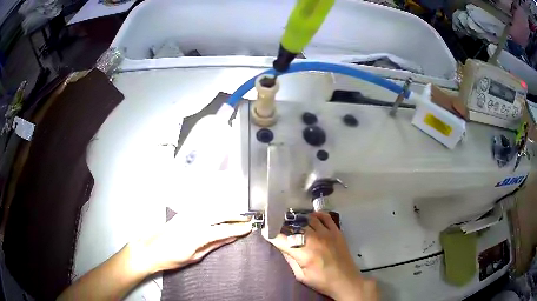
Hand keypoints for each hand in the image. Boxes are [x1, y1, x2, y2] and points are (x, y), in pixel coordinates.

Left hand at [128, 215, 251, 274]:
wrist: (150, 249)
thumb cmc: (171, 258)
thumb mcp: (195, 256)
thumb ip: (214, 245)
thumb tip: (229, 238)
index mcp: (197, 234)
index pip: (224, 229)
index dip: (238, 228)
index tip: (249, 228)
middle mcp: (193, 220)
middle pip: (220, 214)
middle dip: (235, 216)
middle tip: (247, 221)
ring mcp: (187, 215)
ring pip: (212, 209)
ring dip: (226, 211)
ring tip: (236, 217)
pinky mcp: (183, 213)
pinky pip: (203, 208)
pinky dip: (215, 209)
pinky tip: (219, 213)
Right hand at [265, 212, 376, 300]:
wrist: (346, 281)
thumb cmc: (322, 281)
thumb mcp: (301, 276)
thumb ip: (290, 259)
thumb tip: (281, 246)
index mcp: (304, 253)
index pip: (283, 239)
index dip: (272, 234)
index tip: (265, 231)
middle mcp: (315, 240)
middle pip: (295, 226)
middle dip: (284, 225)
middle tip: (278, 226)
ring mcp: (327, 233)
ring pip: (309, 219)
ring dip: (299, 219)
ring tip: (292, 221)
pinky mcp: (336, 232)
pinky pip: (325, 217)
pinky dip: (316, 215)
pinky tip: (310, 218)